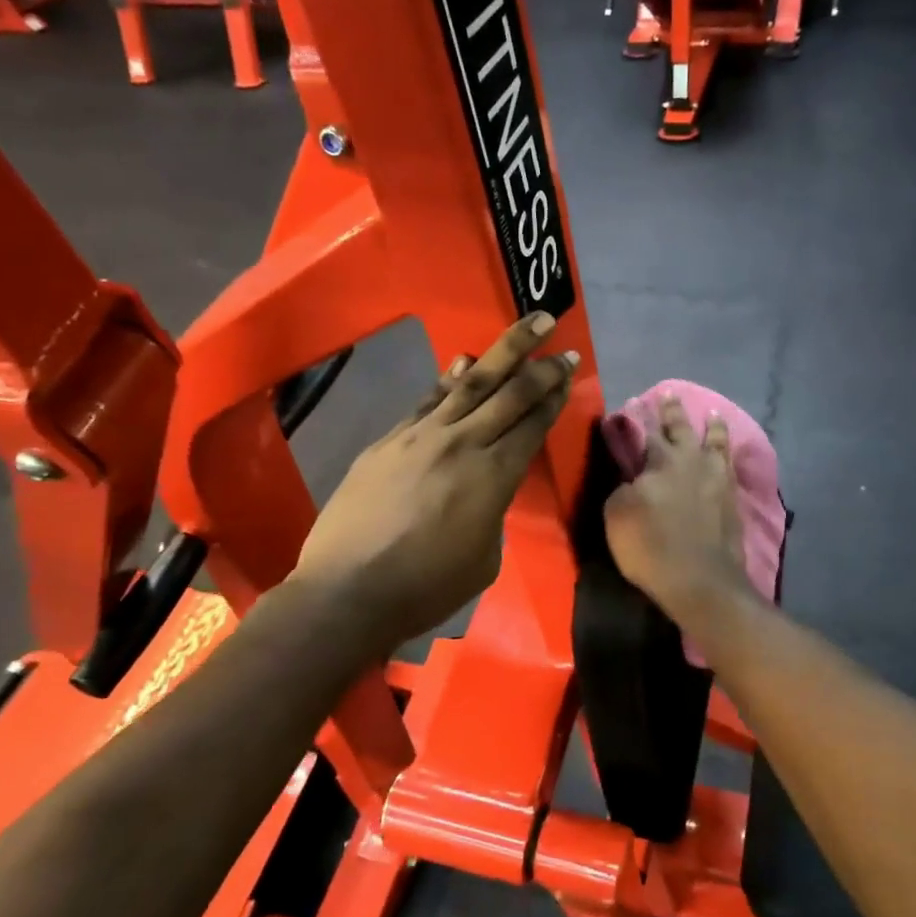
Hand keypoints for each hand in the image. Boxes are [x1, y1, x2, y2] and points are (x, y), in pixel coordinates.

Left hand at [290, 315, 577, 646]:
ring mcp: (421, 436)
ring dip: (502, 352)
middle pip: (509, 394)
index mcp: (494, 478)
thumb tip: (485, 491)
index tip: (567, 371)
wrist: (348, 590)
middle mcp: (463, 444)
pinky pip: (427, 400)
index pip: (532, 425)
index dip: (553, 396)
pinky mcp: (389, 440)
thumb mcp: (484, 559)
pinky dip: (449, 379)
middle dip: (539, 364)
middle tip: (558, 336)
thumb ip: (493, 514)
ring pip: (470, 383)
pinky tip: (462, 362)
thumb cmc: (426, 588)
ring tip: (526, 326)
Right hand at [603, 394, 753, 626]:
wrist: (701, 580)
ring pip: (716, 443)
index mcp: (661, 461)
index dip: (636, 418)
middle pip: (682, 429)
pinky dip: (728, 455)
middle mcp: (692, 462)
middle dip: (673, 411)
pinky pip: (731, 467)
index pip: (644, 433)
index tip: (631, 402)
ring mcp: (718, 480)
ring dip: (713, 427)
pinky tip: (728, 455)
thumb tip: (632, 479)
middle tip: (670, 393)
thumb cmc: (650, 546)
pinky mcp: (733, 501)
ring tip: (714, 414)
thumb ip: (623, 488)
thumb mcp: (617, 515)